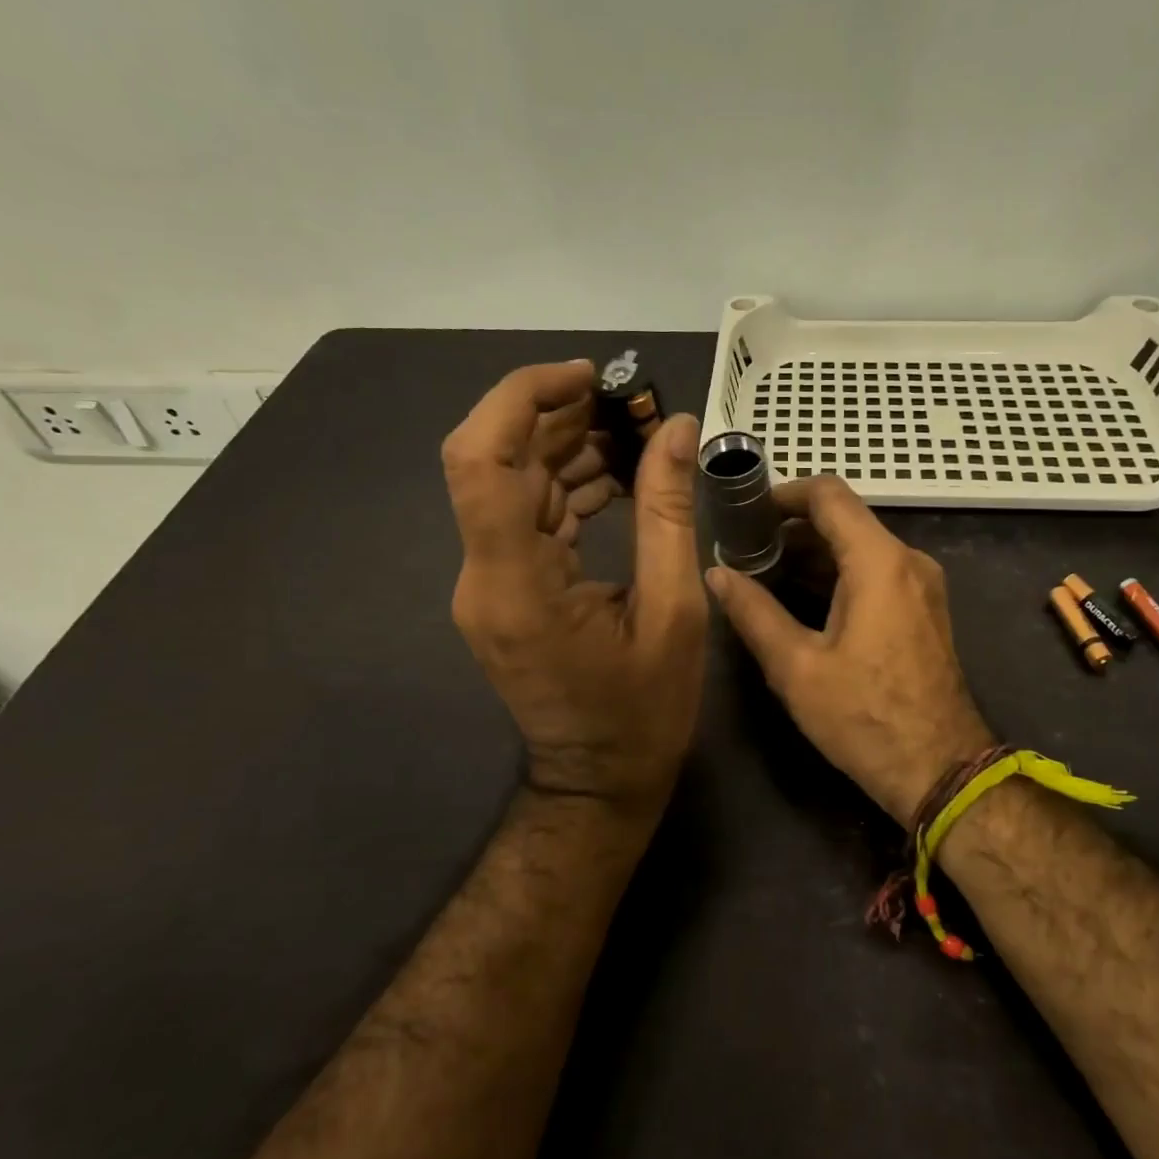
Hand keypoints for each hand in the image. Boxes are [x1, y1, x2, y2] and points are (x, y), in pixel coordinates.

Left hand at [444, 361, 708, 814]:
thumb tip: (677, 429)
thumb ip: (670, 513)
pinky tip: (617, 479)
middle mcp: (484, 575)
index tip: (587, 378)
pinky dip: (567, 486)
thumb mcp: (674, 612)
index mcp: (516, 584)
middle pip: (495, 460)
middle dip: (557, 415)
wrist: (597, 781)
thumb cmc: (642, 712)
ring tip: (633, 434)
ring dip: (565, 447)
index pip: (481, 460)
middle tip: (629, 404)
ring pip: (511, 483)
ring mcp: (488, 583)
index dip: (521, 399)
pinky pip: (526, 517)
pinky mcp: (504, 589)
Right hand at [706, 476, 995, 822]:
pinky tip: (801, 599)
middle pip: (844, 519)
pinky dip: (838, 575)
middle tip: (743, 550)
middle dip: (792, 528)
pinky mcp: (924, 610)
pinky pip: (876, 573)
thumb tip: (716, 573)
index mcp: (879, 562)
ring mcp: (921, 585)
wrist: (941, 770)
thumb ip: (753, 612)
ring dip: (813, 554)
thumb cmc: (865, 718)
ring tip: (762, 575)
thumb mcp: (796, 667)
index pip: (829, 495)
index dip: (783, 494)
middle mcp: (908, 561)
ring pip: (860, 547)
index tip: (745, 513)